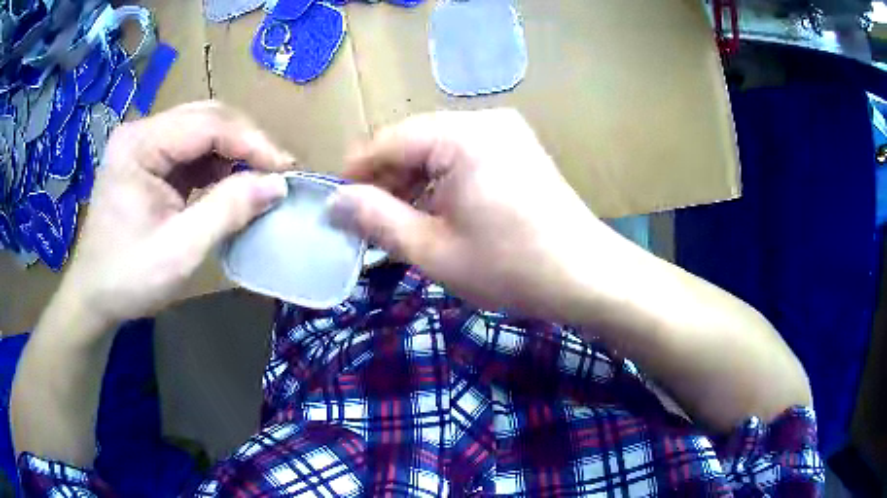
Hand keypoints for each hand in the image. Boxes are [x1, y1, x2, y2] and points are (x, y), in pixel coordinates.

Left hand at [58, 101, 292, 331]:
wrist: (94, 298)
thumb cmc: (128, 278)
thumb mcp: (179, 251)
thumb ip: (226, 212)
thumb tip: (277, 184)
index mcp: (139, 144)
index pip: (207, 124)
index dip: (252, 142)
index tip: (287, 169)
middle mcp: (141, 132)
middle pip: (206, 118)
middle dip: (246, 142)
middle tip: (277, 171)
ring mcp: (144, 145)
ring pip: (202, 130)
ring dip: (234, 152)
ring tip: (258, 178)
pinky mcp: (148, 161)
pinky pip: (192, 151)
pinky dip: (217, 164)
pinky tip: (230, 183)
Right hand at [331, 109, 613, 320]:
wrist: (587, 275)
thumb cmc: (509, 267)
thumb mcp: (432, 250)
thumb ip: (376, 220)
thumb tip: (334, 201)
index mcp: (460, 136)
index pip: (388, 142)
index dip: (357, 173)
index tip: (339, 206)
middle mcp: (483, 120)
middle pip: (414, 142)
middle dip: (388, 181)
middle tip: (371, 224)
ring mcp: (506, 131)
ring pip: (439, 149)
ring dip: (415, 183)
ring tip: (403, 224)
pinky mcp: (519, 147)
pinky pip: (465, 155)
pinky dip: (443, 181)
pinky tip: (439, 213)